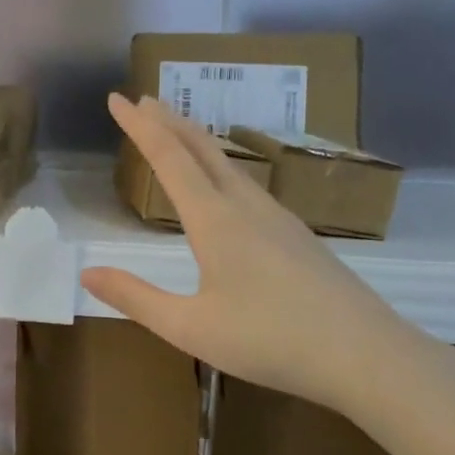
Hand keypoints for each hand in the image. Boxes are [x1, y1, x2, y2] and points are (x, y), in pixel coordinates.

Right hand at [82, 94, 401, 413]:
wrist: (367, 355)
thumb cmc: (271, 341)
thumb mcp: (190, 327)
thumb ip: (135, 298)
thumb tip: (86, 272)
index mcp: (214, 219)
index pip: (168, 158)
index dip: (138, 127)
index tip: (116, 99)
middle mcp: (245, 205)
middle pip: (201, 148)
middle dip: (168, 120)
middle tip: (143, 99)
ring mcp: (277, 217)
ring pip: (227, 163)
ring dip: (195, 140)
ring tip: (176, 130)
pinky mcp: (296, 234)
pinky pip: (246, 183)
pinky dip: (219, 165)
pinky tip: (225, 184)